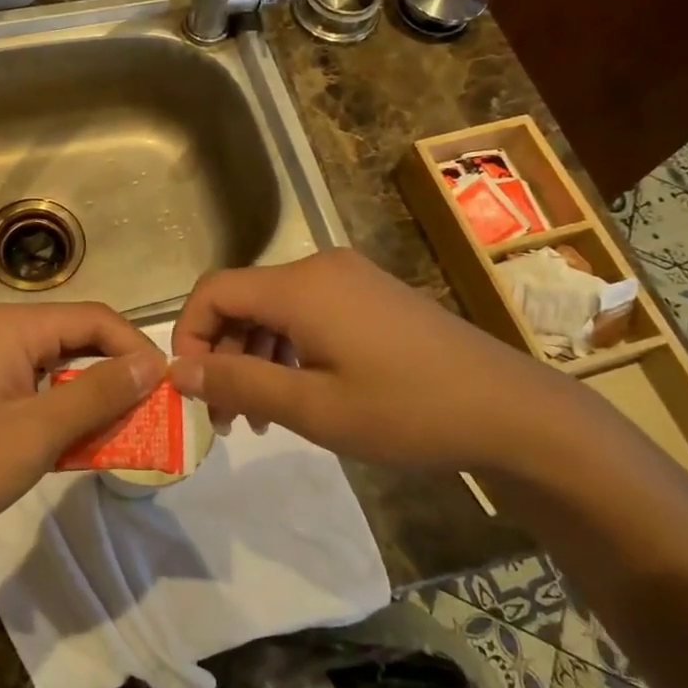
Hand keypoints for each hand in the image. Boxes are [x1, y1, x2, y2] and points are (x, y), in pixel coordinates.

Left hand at [0, 302, 165, 543]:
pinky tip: (78, 439)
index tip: (167, 387)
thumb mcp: (37, 432)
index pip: (93, 318)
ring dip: (90, 395)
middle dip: (116, 374)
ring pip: (57, 364)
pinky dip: (61, 407)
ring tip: (122, 429)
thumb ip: (98, 393)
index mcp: (11, 325)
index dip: (135, 348)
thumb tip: (151, 363)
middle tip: (151, 412)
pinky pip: (34, 384)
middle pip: (75, 338)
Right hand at [170, 249, 579, 472]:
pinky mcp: (370, 297)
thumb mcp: (313, 408)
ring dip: (255, 358)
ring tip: (260, 418)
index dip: (189, 336)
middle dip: (223, 355)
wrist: (511, 412)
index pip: (213, 291)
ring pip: (273, 310)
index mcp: (300, 286)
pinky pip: (307, 314)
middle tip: (226, 417)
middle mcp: (319, 269)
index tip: (191, 388)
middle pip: (243, 300)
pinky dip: (288, 351)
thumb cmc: (406, 411)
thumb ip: (238, 383)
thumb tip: (176, 371)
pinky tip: (298, 395)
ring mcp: (349, 280)